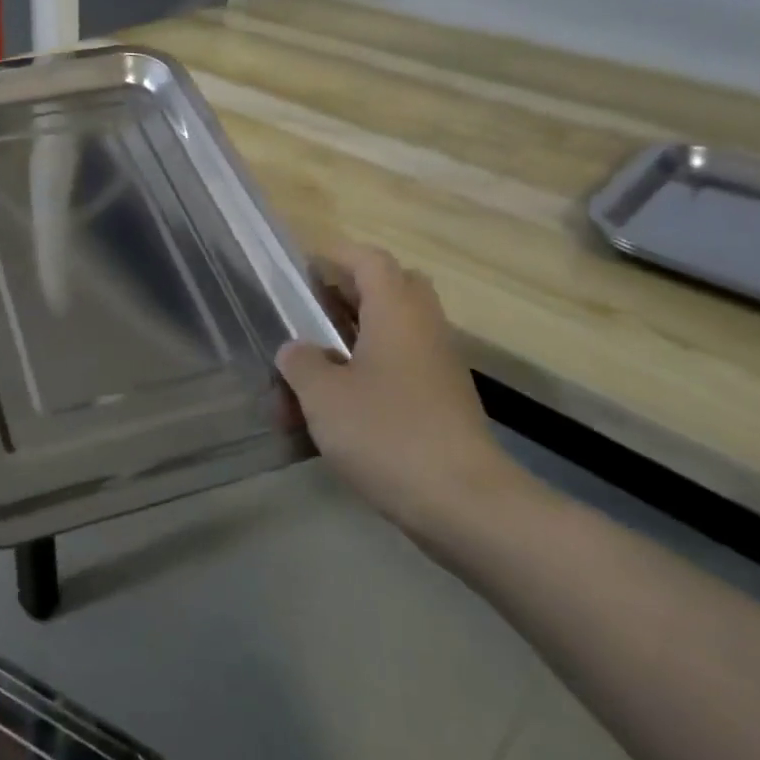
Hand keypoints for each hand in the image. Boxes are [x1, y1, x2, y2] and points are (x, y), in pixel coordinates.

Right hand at [277, 245, 526, 551]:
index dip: (331, 256)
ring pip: (389, 334)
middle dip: (343, 298)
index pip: (367, 259)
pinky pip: (397, 370)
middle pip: (386, 290)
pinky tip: (331, 413)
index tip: (298, 272)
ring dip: (347, 345)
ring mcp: (436, 366)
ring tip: (305, 377)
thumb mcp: (324, 395)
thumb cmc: (387, 433)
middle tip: (307, 317)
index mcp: (396, 311)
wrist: (464, 503)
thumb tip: (296, 349)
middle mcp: (422, 328)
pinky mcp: (440, 402)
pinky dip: (363, 377)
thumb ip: (301, 362)